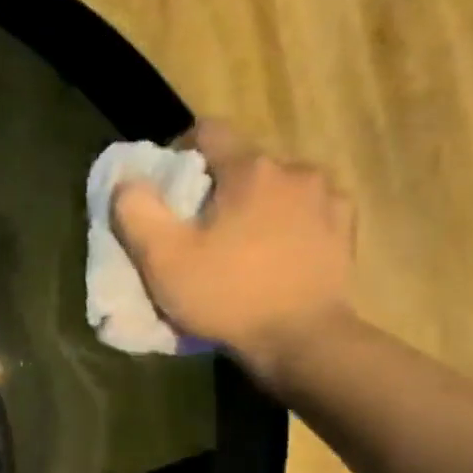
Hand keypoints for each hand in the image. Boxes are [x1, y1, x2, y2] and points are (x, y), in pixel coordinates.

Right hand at [112, 120, 355, 388]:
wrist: (302, 340)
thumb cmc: (226, 294)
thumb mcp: (162, 258)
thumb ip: (136, 211)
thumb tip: (128, 181)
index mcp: (250, 169)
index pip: (208, 131)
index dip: (178, 152)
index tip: (165, 188)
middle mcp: (295, 170)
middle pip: (242, 162)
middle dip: (215, 187)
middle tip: (195, 228)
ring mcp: (328, 198)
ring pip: (275, 187)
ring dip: (252, 204)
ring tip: (236, 244)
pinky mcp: (344, 228)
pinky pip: (304, 210)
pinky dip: (284, 223)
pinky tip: (271, 254)